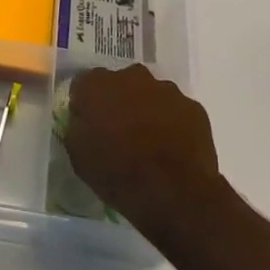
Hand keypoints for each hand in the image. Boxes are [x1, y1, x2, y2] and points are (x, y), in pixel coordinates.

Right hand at [64, 64, 222, 243]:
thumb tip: (82, 120)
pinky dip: (172, 123)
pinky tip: (172, 149)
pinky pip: (176, 111)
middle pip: (120, 84)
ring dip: (147, 111)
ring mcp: (166, 89)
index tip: (89, 125)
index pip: (84, 85)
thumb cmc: (118, 174)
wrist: (174, 193)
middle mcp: (131, 76)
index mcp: (97, 85)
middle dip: (119, 102)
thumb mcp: (79, 156)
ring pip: (150, 95)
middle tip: (119, 133)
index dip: (86, 105)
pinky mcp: (193, 107)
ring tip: (149, 144)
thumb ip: (77, 128)